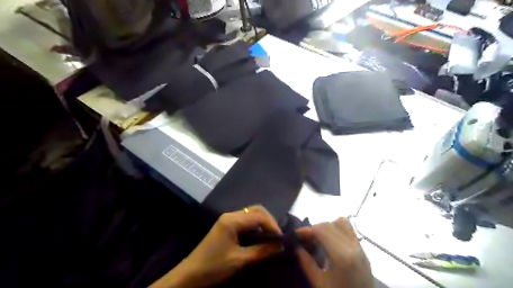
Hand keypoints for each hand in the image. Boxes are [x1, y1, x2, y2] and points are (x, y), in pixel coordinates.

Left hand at [151, 204, 281, 287]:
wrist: (190, 274)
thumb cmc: (213, 266)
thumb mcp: (239, 260)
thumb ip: (261, 251)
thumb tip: (280, 246)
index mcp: (232, 220)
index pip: (258, 216)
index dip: (272, 225)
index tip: (282, 238)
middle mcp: (231, 215)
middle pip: (255, 210)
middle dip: (269, 220)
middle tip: (278, 235)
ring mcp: (228, 219)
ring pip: (251, 214)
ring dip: (263, 222)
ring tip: (272, 235)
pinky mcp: (227, 225)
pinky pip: (245, 220)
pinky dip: (256, 226)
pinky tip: (261, 235)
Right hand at [297, 218, 373, 287]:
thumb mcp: (319, 283)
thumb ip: (306, 263)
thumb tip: (296, 247)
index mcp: (341, 255)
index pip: (321, 230)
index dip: (307, 229)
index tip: (296, 234)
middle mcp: (352, 246)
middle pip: (330, 225)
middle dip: (314, 228)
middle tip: (304, 238)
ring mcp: (359, 247)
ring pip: (341, 223)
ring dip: (327, 227)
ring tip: (319, 238)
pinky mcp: (363, 250)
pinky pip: (350, 230)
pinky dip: (338, 229)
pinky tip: (331, 240)